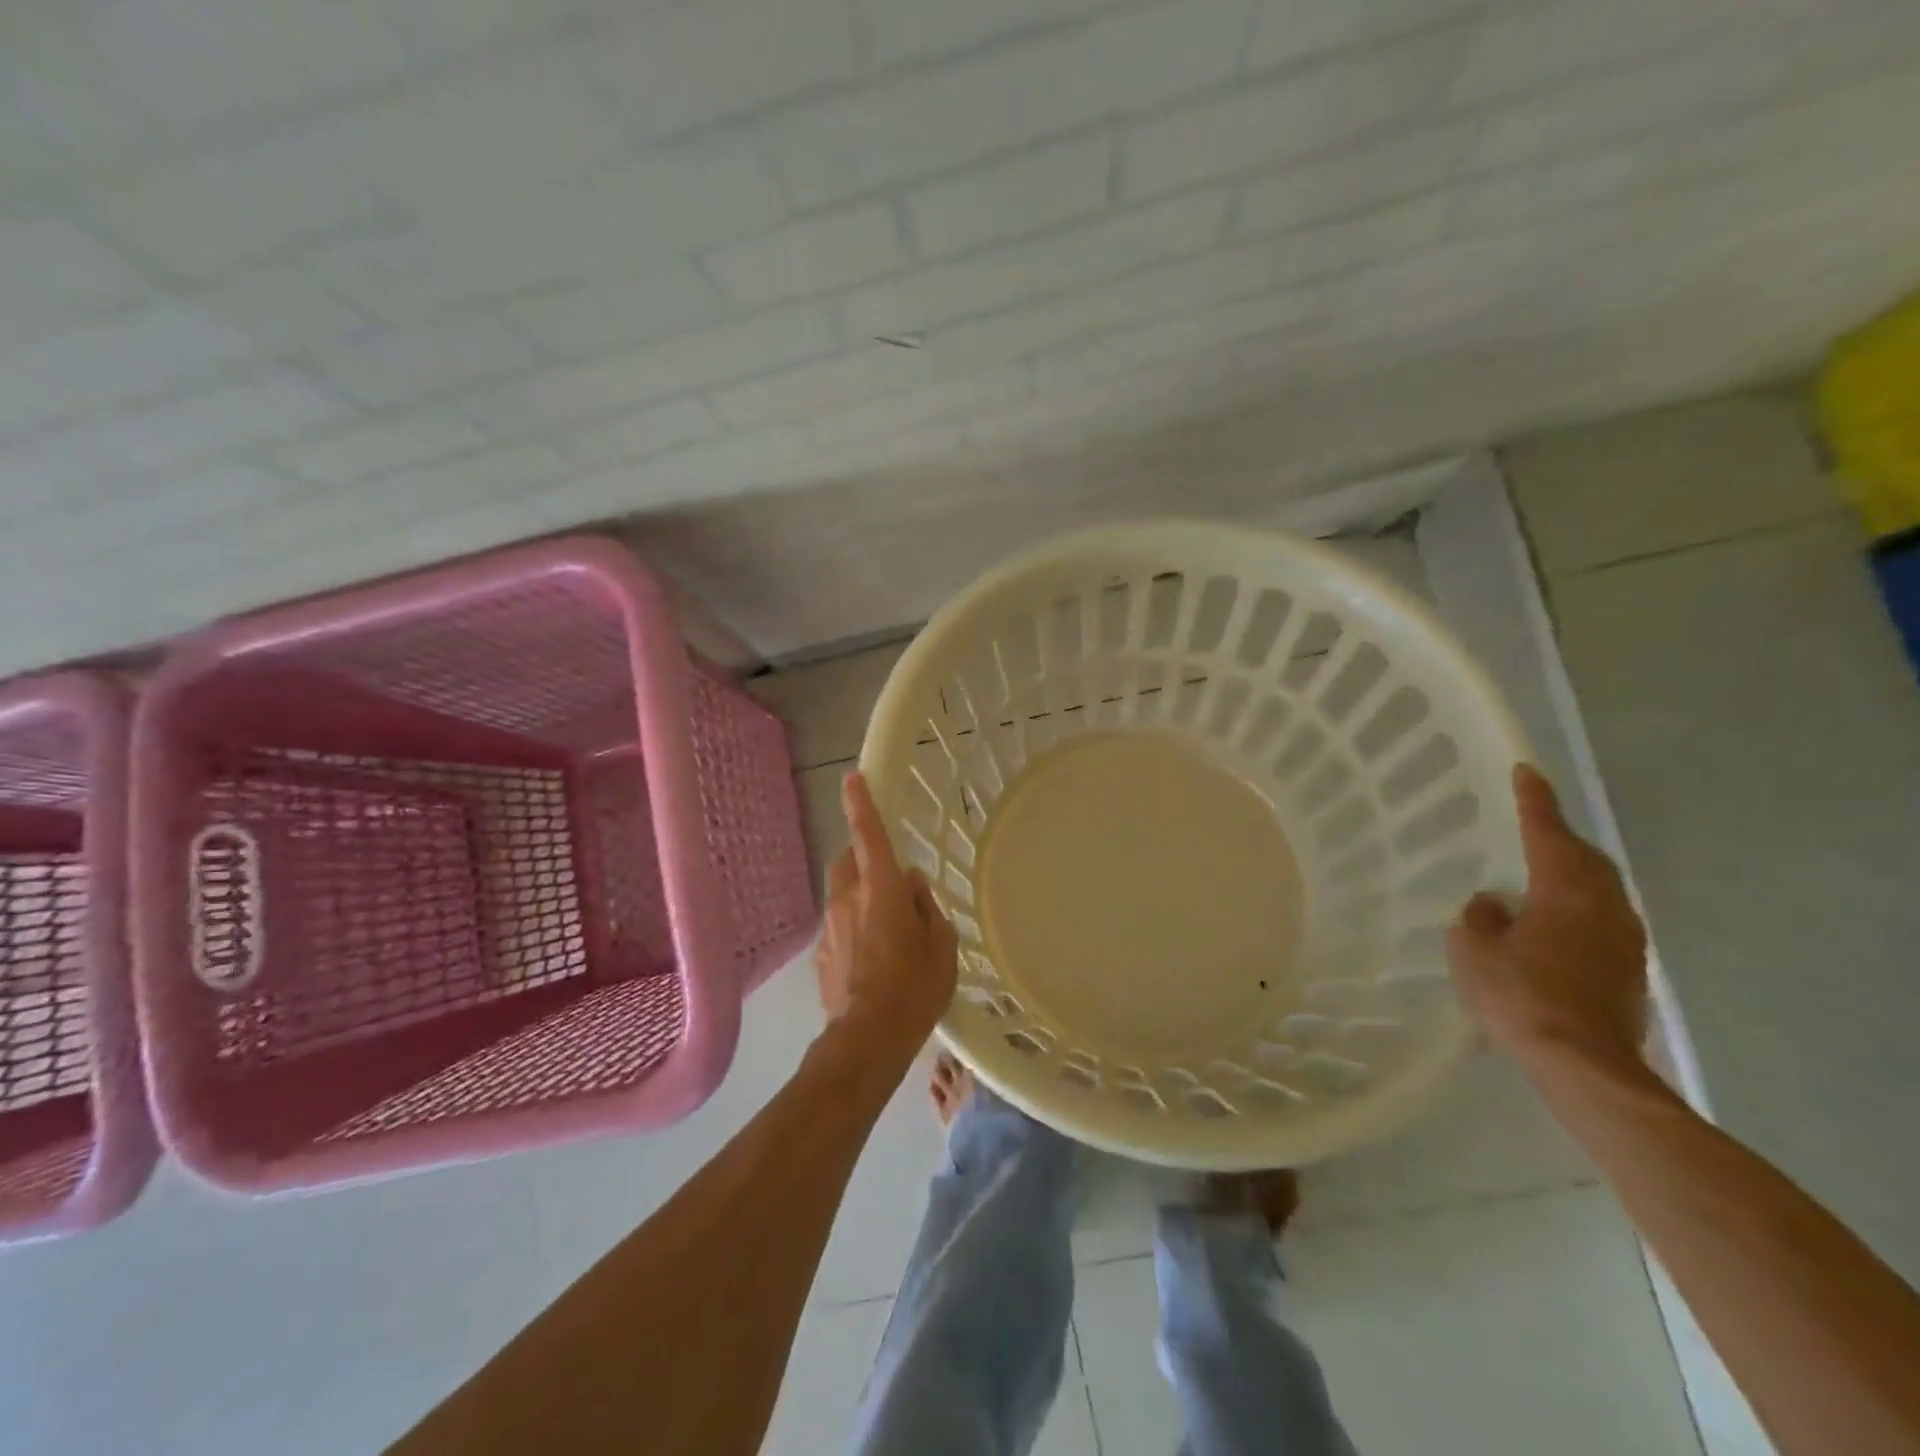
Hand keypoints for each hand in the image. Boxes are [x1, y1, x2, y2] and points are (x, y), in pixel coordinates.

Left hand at [816, 772, 958, 1056]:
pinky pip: (838, 926)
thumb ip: (926, 906)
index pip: (869, 835)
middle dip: (863, 859)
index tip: (852, 777)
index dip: (861, 804)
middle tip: (889, 881)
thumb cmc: (915, 987)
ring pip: (841, 895)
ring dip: (860, 897)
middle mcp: (848, 899)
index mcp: (881, 889)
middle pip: (848, 861)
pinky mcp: (821, 954)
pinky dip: (853, 928)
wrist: (868, 1039)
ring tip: (886, 930)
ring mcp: (830, 927)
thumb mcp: (941, 943)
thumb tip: (911, 885)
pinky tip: (872, 959)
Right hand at [1447, 764, 1649, 1074]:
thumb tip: (1493, 904)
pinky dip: (1578, 908)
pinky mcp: (1629, 971)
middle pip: (1586, 859)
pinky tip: (1554, 924)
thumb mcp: (1472, 951)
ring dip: (1572, 874)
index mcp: (1564, 891)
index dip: (1535, 801)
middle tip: (1534, 824)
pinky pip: (1602, 920)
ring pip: (1600, 890)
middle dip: (1560, 837)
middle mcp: (1604, 907)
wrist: (1584, 1065)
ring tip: (1542, 872)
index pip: (1547, 833)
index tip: (1526, 772)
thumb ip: (1479, 918)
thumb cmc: (1520, 996)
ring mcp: (1624, 941)